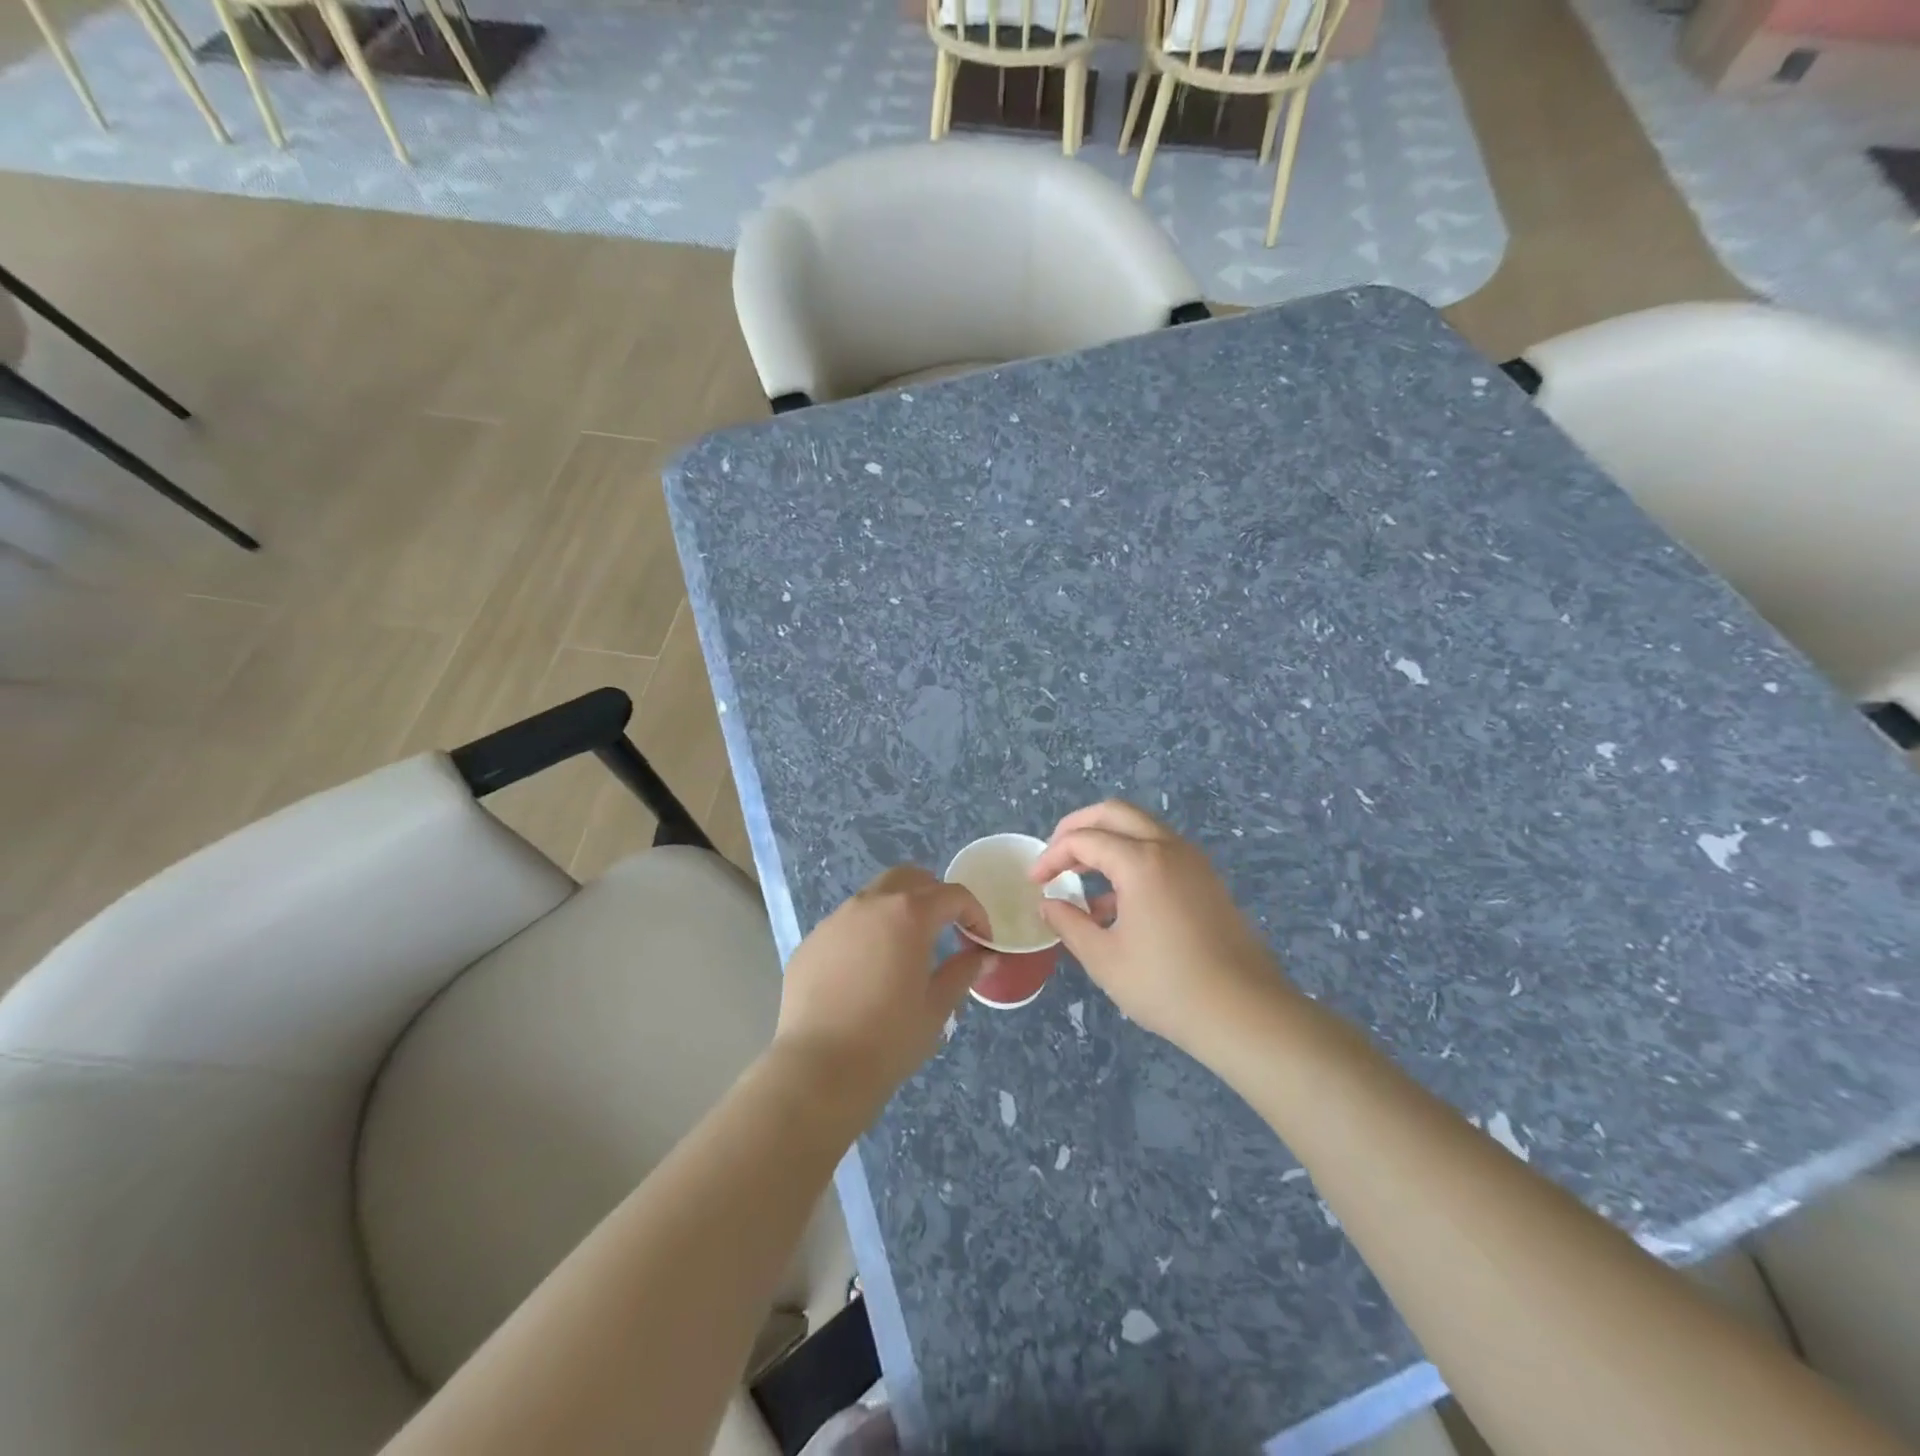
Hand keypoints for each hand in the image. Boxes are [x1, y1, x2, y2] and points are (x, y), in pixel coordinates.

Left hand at [773, 866, 994, 1116]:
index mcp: (908, 914)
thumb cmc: (889, 1039)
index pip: (952, 895)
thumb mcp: (937, 1007)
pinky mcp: (812, 941)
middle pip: (909, 878)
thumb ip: (963, 972)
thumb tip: (984, 955)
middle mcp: (870, 904)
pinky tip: (866, 971)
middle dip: (934, 895)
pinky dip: (866, 933)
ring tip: (904, 950)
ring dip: (897, 910)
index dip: (974, 913)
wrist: (819, 1068)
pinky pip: (846, 924)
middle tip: (945, 929)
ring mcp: (836, 920)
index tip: (980, 941)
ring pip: (874, 896)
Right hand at [1030, 800, 1291, 1058]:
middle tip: (1055, 856)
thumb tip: (1048, 904)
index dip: (1052, 855)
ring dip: (1106, 843)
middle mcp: (1168, 848)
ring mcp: (1193, 862)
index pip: (1084, 839)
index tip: (1034, 882)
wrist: (1245, 1013)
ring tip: (1080, 880)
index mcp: (1141, 861)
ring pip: (1141, 829)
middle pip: (1114, 813)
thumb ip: (1069, 923)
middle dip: (1078, 828)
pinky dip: (1131, 860)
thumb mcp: (1104, 959)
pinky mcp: (1206, 881)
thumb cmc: (1166, 986)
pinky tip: (1115, 905)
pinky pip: (1160, 853)